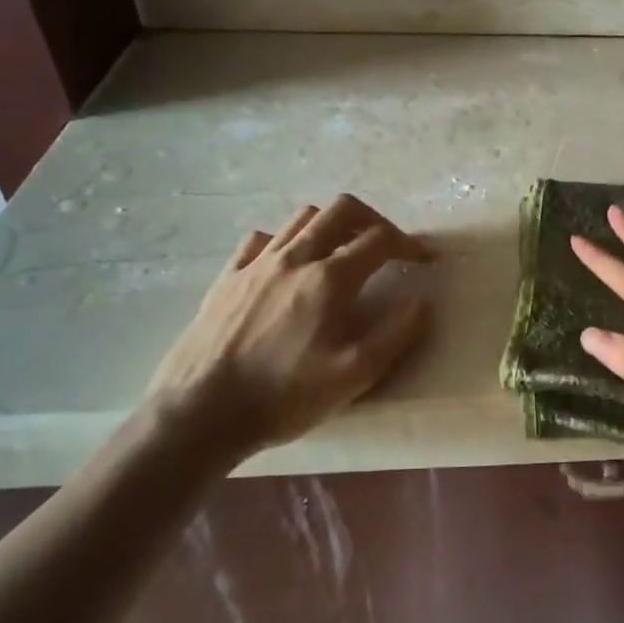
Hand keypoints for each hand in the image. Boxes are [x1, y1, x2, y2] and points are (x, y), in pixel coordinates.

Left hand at [144, 195, 430, 460]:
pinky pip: (261, 239)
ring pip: (302, 218)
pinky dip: (285, 241)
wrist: (200, 412)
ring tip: (342, 251)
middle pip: (342, 210)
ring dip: (331, 225)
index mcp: (330, 279)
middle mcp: (295, 258)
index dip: (409, 244)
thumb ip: (396, 334)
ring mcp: (256, 264)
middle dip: (373, 219)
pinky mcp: (227, 277)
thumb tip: (422, 301)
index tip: (423, 260)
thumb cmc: (284, 396)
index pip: (380, 239)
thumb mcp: (354, 376)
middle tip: (386, 245)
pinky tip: (288, 266)